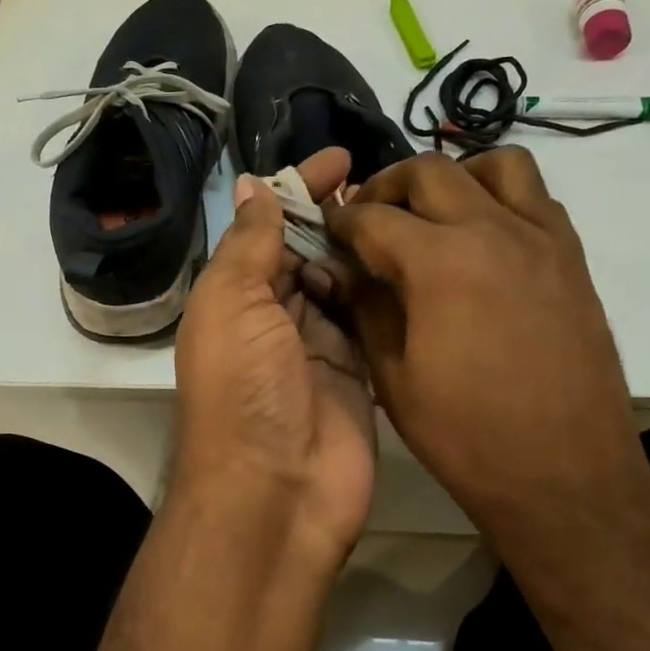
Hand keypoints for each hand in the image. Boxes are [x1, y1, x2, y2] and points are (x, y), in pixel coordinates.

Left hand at [171, 147, 375, 569]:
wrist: (276, 492)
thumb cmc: (244, 388)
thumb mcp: (232, 302)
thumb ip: (249, 243)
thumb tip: (254, 183)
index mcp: (235, 296)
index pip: (269, 228)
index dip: (300, 190)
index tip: (342, 158)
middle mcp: (274, 317)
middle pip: (308, 251)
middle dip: (338, 216)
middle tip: (389, 184)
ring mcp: (318, 347)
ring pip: (344, 282)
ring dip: (366, 250)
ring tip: (409, 213)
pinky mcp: (358, 374)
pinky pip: (371, 321)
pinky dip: (386, 293)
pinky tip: (416, 261)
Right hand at [319, 148, 649, 549]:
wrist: (565, 476)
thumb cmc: (466, 436)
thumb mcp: (393, 376)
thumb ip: (364, 307)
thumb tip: (340, 267)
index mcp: (440, 261)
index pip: (373, 216)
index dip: (340, 221)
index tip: (326, 231)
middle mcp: (494, 230)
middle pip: (428, 171)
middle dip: (386, 186)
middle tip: (368, 219)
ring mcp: (542, 238)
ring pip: (496, 164)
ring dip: (453, 177)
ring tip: (432, 216)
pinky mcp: (572, 258)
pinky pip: (535, 198)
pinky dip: (500, 198)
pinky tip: (482, 241)